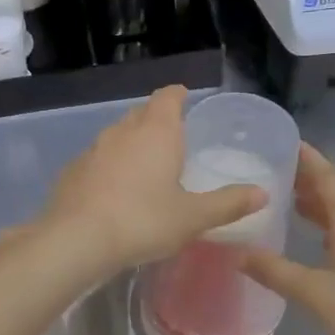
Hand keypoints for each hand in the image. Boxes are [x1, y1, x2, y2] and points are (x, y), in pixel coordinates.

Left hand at [36, 86, 265, 279]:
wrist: (76, 239)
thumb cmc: (142, 221)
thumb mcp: (192, 217)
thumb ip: (227, 203)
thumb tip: (262, 193)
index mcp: (156, 132)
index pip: (168, 98)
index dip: (178, 95)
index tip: (185, 97)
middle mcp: (122, 131)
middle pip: (141, 114)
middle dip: (156, 120)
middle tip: (173, 138)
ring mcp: (93, 149)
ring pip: (117, 135)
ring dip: (131, 143)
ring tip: (146, 165)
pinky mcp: (72, 170)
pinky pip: (97, 159)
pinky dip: (109, 166)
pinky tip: (114, 190)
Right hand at [241, 144, 334, 334]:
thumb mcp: (315, 293)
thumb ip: (276, 271)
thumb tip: (239, 254)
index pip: (328, 178)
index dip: (308, 160)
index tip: (287, 142)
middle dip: (309, 182)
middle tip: (277, 175)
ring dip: (321, 207)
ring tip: (291, 204)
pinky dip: (333, 228)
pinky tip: (320, 243)